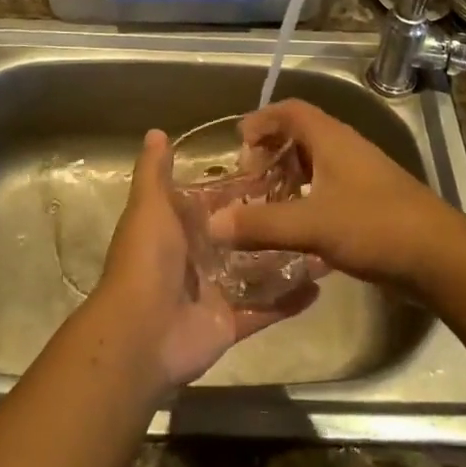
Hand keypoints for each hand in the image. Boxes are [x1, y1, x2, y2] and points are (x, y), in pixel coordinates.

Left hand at [92, 129, 316, 390]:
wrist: (140, 334)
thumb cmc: (147, 259)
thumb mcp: (149, 205)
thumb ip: (155, 171)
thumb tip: (156, 132)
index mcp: (179, 228)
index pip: (217, 202)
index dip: (243, 188)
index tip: (279, 169)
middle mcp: (198, 257)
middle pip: (242, 236)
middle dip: (271, 223)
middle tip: (313, 204)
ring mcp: (215, 292)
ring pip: (258, 271)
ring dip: (287, 259)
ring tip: (325, 242)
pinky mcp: (230, 323)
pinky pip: (265, 309)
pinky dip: (290, 301)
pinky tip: (321, 285)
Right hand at [209, 100, 463, 291]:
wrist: (440, 258)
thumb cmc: (375, 226)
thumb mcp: (313, 225)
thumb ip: (262, 224)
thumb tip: (213, 224)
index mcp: (332, 139)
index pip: (291, 110)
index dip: (262, 119)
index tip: (239, 143)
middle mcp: (347, 149)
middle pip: (302, 134)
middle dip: (272, 151)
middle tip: (250, 178)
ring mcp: (362, 176)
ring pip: (317, 164)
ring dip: (289, 176)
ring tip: (267, 203)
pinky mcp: (372, 203)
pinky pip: (329, 188)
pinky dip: (307, 198)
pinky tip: (298, 228)